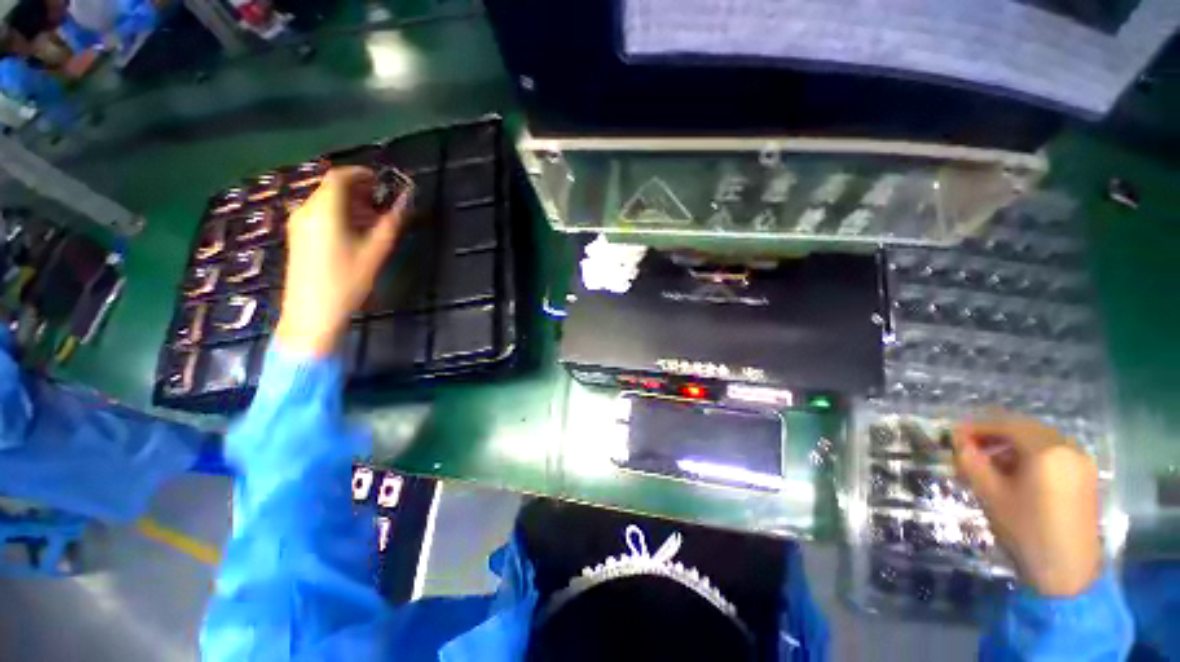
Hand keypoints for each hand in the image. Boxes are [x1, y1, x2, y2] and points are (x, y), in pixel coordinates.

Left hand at [276, 166, 407, 356]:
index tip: (383, 181)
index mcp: (324, 210)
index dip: (362, 174)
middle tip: (383, 203)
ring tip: (374, 220)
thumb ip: (392, 223)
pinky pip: (320, 215)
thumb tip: (407, 201)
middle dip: (359, 191)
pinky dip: (340, 215)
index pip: (339, 177)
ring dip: (351, 204)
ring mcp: (299, 224)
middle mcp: (307, 210)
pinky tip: (356, 232)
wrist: (312, 312)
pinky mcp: (299, 236)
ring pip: (326, 202)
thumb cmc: (347, 281)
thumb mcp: (376, 251)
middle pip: (332, 188)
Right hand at [952, 414, 1102, 596]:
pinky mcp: (1084, 474)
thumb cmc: (1026, 531)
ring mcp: (1080, 460)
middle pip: (1024, 428)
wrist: (1068, 572)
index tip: (953, 436)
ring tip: (990, 462)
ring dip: (1011, 444)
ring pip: (1039, 439)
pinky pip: (1053, 452)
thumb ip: (971, 461)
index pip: (1005, 423)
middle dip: (994, 434)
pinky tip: (1015, 473)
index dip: (976, 427)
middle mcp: (1067, 446)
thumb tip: (958, 441)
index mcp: (1046, 449)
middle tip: (969, 447)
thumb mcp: (990, 495)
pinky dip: (1030, 454)